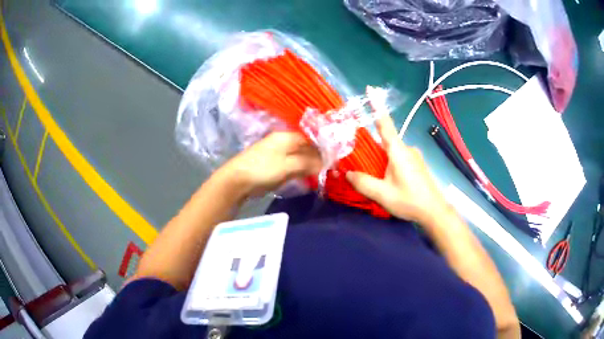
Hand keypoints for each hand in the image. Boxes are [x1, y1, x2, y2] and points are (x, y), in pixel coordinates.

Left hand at [220, 132, 321, 198]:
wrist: (237, 180)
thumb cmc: (263, 169)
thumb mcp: (289, 165)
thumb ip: (308, 163)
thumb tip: (326, 163)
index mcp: (287, 136)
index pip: (312, 139)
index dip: (324, 148)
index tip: (335, 159)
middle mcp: (284, 142)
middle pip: (307, 148)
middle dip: (319, 157)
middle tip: (331, 169)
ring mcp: (279, 154)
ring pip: (301, 157)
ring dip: (311, 165)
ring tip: (323, 174)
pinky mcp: (275, 165)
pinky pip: (294, 165)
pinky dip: (302, 171)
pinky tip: (309, 177)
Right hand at [346, 114, 450, 226]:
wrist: (434, 211)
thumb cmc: (409, 200)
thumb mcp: (382, 194)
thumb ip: (363, 182)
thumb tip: (347, 173)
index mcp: (398, 151)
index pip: (385, 124)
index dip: (377, 106)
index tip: (370, 88)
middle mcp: (407, 148)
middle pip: (385, 141)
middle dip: (373, 150)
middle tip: (362, 165)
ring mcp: (414, 156)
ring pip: (392, 152)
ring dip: (382, 160)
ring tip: (377, 179)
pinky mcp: (417, 164)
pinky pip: (399, 158)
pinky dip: (390, 164)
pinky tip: (389, 181)